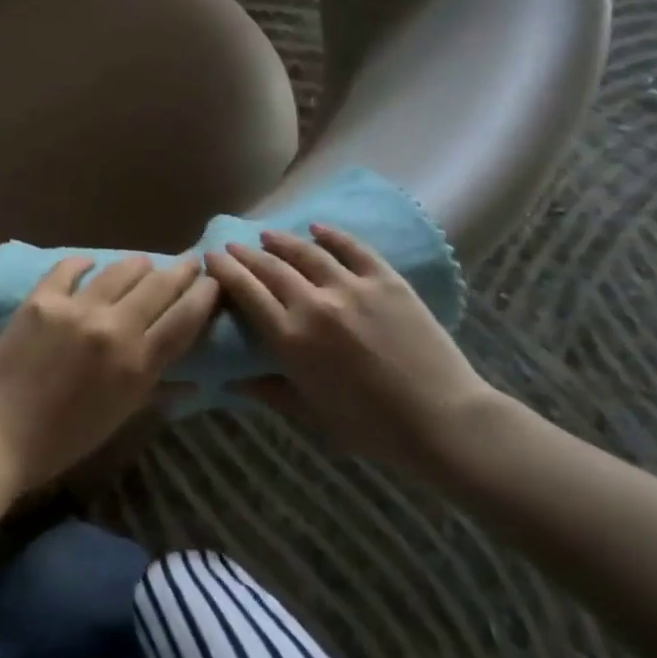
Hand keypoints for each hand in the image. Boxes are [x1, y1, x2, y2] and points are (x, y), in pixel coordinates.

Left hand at [0, 255, 217, 493]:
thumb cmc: (64, 440)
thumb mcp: (120, 418)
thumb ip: (156, 389)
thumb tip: (193, 380)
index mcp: (138, 364)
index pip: (185, 319)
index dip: (204, 295)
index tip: (214, 281)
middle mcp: (114, 328)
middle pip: (160, 286)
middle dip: (181, 270)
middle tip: (191, 261)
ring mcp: (77, 309)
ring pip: (121, 270)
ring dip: (139, 265)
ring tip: (144, 263)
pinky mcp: (43, 299)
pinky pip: (70, 268)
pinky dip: (83, 264)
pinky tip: (89, 263)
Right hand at [207, 225, 496, 474]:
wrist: (444, 422)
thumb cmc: (372, 429)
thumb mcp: (313, 416)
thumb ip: (269, 392)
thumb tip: (231, 382)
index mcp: (292, 340)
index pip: (247, 292)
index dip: (225, 271)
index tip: (212, 257)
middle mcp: (315, 305)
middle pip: (270, 267)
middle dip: (246, 253)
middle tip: (233, 245)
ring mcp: (352, 288)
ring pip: (307, 252)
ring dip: (282, 240)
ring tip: (268, 234)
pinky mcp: (385, 280)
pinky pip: (352, 248)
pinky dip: (331, 235)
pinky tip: (317, 228)